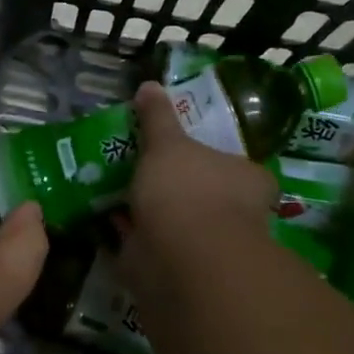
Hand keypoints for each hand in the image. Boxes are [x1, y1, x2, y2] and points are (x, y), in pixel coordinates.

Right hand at [118, 81, 276, 309]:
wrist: (180, 257)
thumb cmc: (187, 190)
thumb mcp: (168, 142)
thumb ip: (158, 117)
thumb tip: (149, 85)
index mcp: (248, 180)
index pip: (234, 165)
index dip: (208, 158)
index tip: (179, 150)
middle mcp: (236, 214)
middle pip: (203, 194)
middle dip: (174, 186)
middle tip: (139, 167)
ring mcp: (207, 245)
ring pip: (175, 220)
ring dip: (149, 211)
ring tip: (115, 190)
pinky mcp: (176, 268)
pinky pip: (151, 244)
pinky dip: (131, 234)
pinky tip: (106, 219)